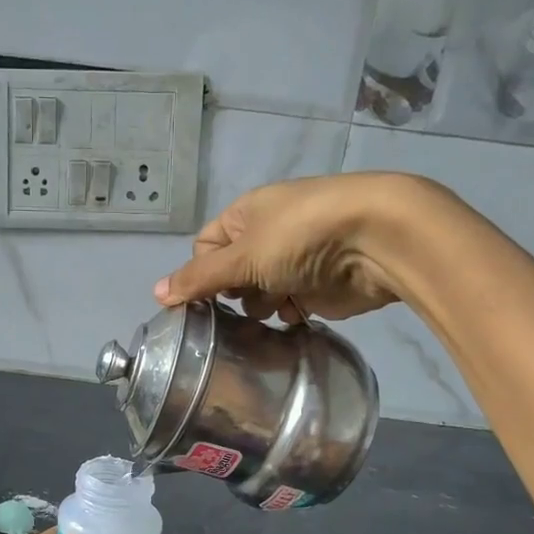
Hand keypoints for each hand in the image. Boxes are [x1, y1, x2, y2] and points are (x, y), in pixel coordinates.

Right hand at [154, 171, 443, 321]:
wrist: (376, 241)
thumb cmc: (301, 237)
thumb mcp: (242, 256)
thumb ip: (199, 278)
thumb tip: (157, 293)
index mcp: (245, 215)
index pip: (205, 247)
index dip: (200, 273)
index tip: (203, 300)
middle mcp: (267, 235)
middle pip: (232, 274)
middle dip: (231, 295)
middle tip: (237, 308)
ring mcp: (294, 261)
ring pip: (259, 293)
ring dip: (260, 306)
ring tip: (269, 311)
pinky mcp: (317, 285)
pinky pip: (288, 305)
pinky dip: (287, 314)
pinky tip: (293, 318)